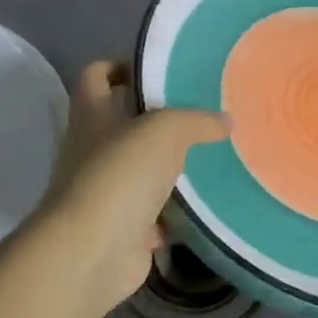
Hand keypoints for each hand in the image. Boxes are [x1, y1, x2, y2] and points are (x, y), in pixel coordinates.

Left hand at [35, 61, 228, 317]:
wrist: (93, 251)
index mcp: (92, 116)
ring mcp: (103, 192)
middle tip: (201, 114)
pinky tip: (203, 205)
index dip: (120, 66)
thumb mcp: (166, 130)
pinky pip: (151, 214)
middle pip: (122, 124)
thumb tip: (226, 121)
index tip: (157, 70)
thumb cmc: (121, 174)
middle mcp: (91, 150)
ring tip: (211, 156)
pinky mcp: (120, 228)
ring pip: (139, 170)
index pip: (96, 76)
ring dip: (168, 168)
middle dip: (158, 120)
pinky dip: (172, 212)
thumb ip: (198, 121)